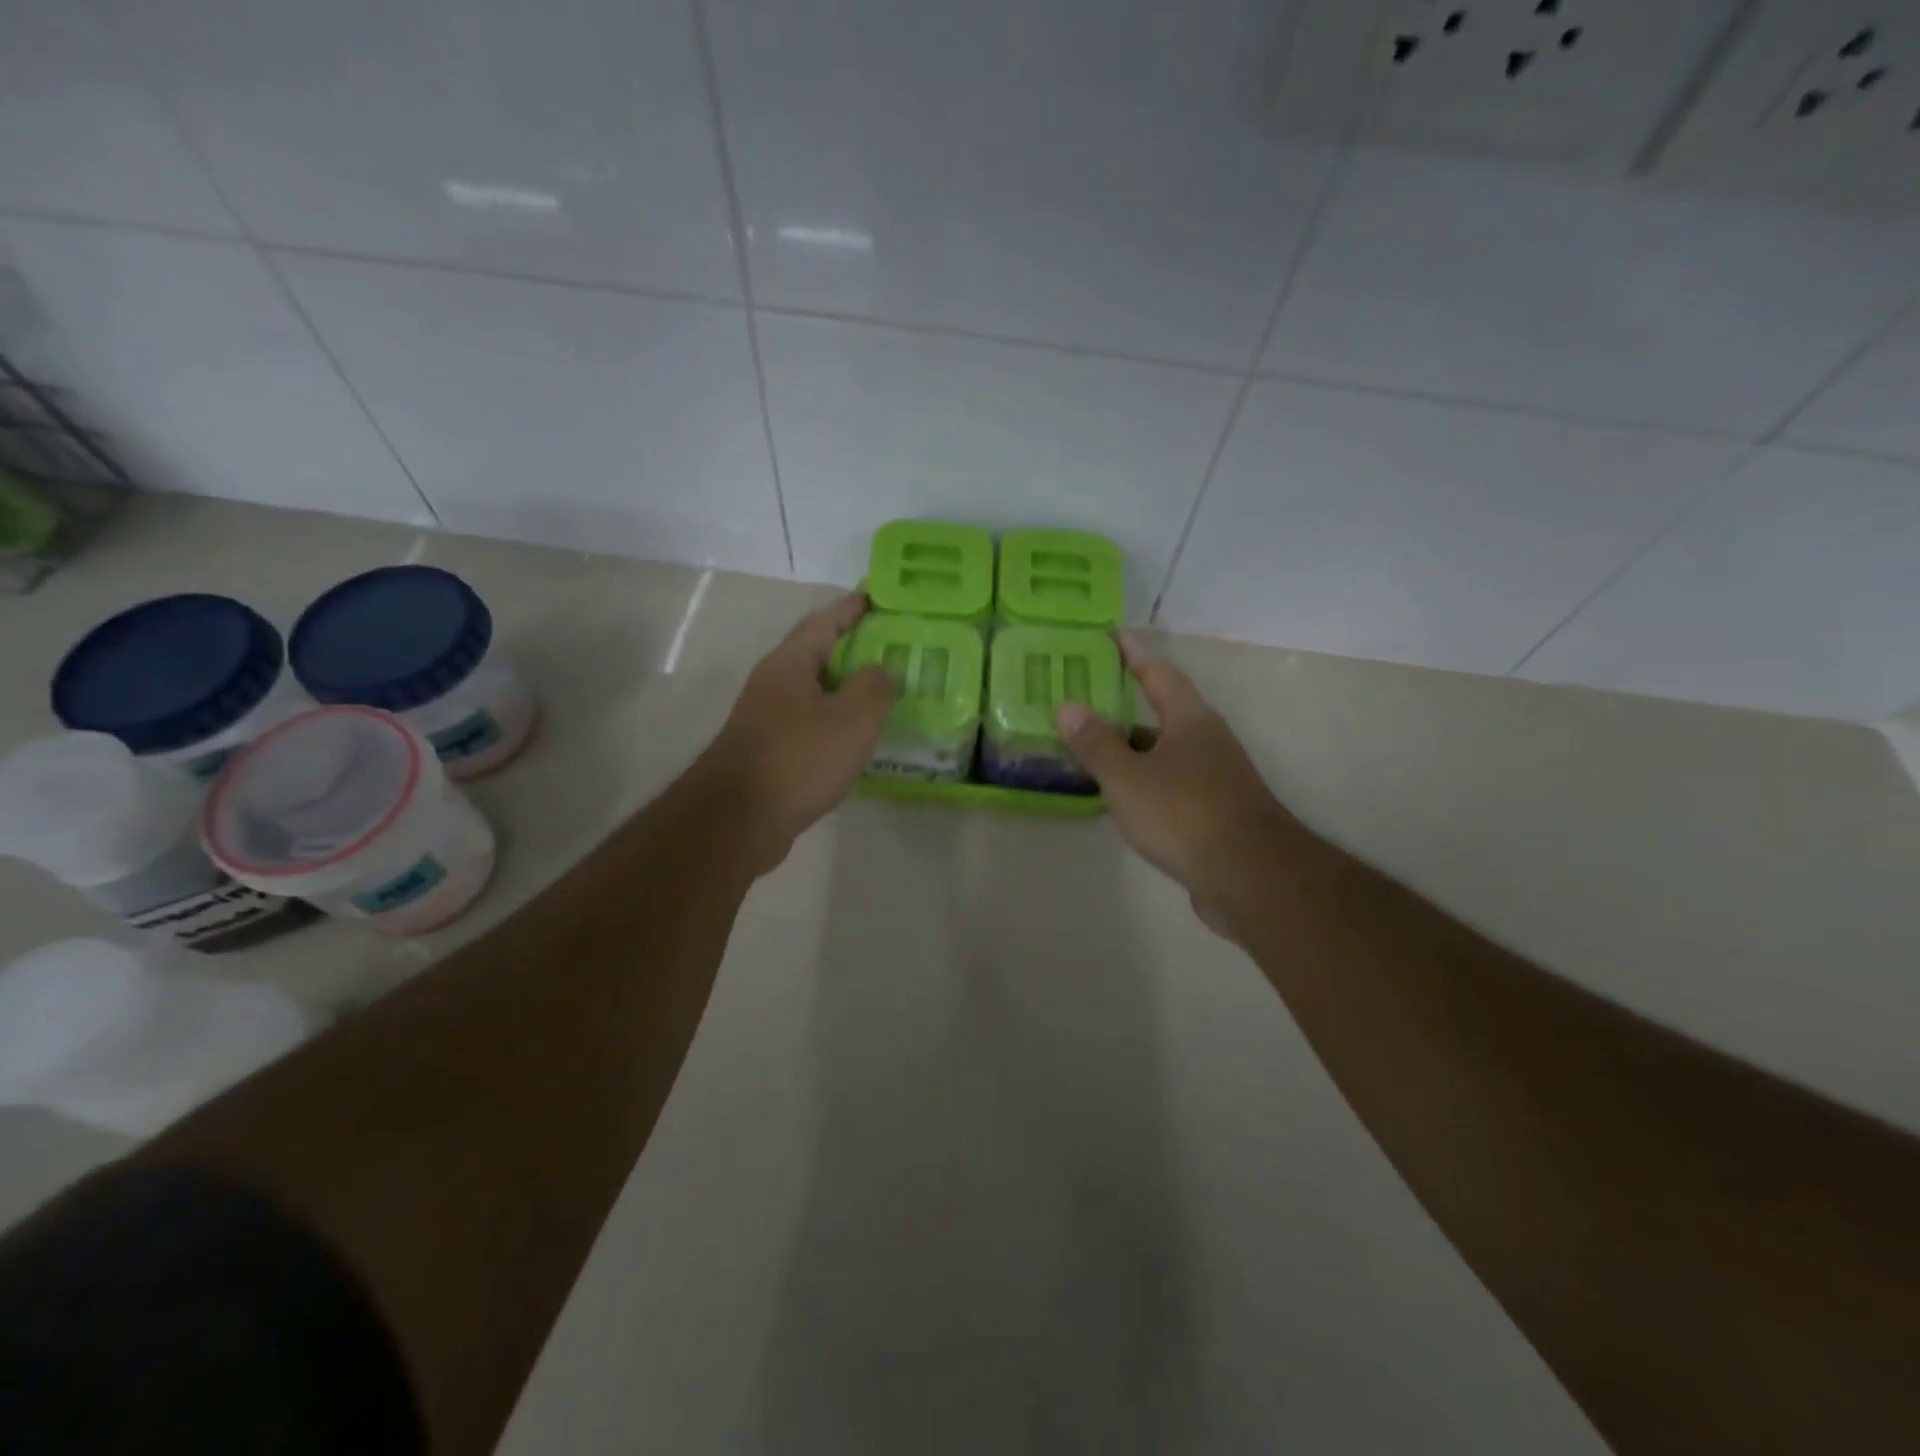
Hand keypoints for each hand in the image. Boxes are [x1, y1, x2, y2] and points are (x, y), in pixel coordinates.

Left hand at [703, 592, 895, 873]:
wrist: (737, 820)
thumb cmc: (798, 759)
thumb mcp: (852, 719)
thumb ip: (874, 688)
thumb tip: (880, 670)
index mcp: (790, 664)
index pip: (824, 622)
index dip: (851, 608)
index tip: (876, 598)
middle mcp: (773, 684)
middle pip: (816, 654)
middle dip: (851, 648)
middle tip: (890, 648)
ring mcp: (765, 719)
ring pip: (812, 692)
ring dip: (843, 689)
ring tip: (880, 694)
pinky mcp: (766, 752)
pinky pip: (807, 724)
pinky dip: (833, 722)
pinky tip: (853, 740)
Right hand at [1056, 634, 1301, 933]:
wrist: (1250, 876)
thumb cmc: (1184, 813)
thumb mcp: (1128, 777)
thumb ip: (1096, 743)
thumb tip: (1067, 705)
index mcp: (1190, 720)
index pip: (1159, 674)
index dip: (1134, 655)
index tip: (1112, 637)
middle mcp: (1207, 741)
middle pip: (1162, 714)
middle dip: (1125, 708)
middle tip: (1084, 702)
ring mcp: (1215, 779)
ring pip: (1165, 753)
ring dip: (1132, 750)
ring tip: (1091, 750)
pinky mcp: (1214, 813)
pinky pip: (1170, 784)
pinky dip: (1144, 782)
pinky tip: (1121, 797)